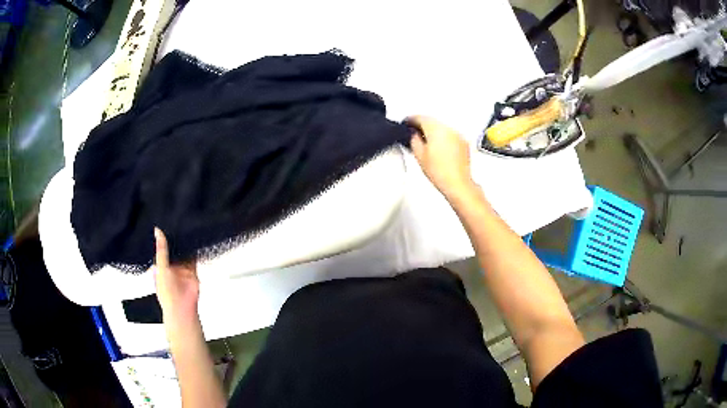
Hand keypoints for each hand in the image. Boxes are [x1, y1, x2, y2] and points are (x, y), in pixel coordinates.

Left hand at [153, 228, 199, 323]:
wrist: (182, 308)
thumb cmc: (166, 291)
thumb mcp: (161, 268)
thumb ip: (161, 250)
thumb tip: (157, 230)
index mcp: (159, 264)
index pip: (160, 247)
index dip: (161, 236)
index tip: (162, 220)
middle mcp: (170, 265)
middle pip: (172, 248)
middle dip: (174, 237)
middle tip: (175, 218)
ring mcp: (181, 267)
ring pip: (183, 251)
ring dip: (184, 242)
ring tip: (186, 224)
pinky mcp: (191, 270)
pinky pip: (193, 257)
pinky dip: (194, 249)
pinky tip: (195, 237)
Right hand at [407, 115, 475, 200]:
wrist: (457, 183)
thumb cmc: (441, 172)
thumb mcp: (419, 155)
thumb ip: (413, 140)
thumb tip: (413, 135)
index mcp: (435, 129)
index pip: (420, 117)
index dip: (411, 120)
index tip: (407, 122)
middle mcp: (448, 129)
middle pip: (432, 121)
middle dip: (423, 125)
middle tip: (414, 132)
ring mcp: (457, 135)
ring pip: (442, 127)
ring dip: (433, 132)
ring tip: (426, 143)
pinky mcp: (463, 143)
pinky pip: (450, 135)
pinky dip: (443, 138)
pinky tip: (439, 148)